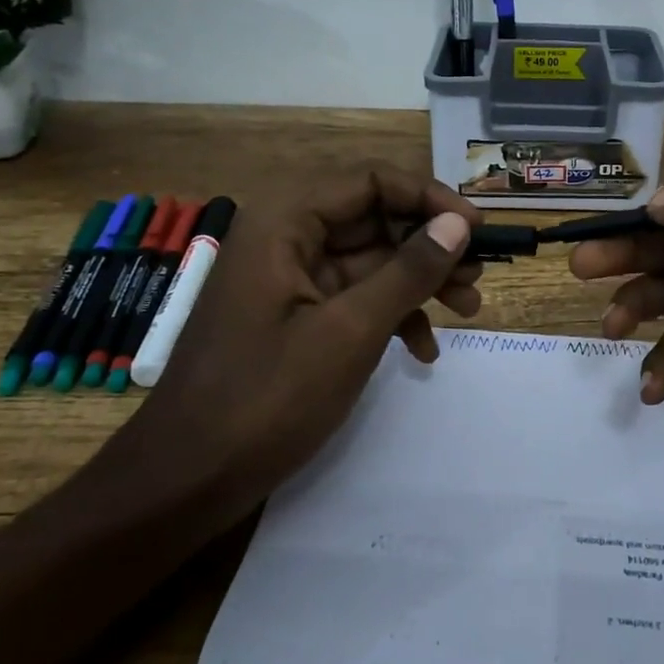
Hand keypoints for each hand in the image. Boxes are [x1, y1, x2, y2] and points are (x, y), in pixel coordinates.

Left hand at [125, 164, 481, 517]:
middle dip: (430, 246)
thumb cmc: (266, 399)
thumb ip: (408, 271)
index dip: (429, 197)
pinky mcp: (294, 318)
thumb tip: (459, 224)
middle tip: (477, 277)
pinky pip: (354, 298)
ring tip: (468, 310)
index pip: (372, 180)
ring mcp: (289, 280)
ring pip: (370, 260)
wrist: (185, 482)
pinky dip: (391, 316)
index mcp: (286, 222)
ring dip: (419, 282)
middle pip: (373, 218)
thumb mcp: (350, 331)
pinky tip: (423, 352)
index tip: (476, 230)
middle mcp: (286, 238)